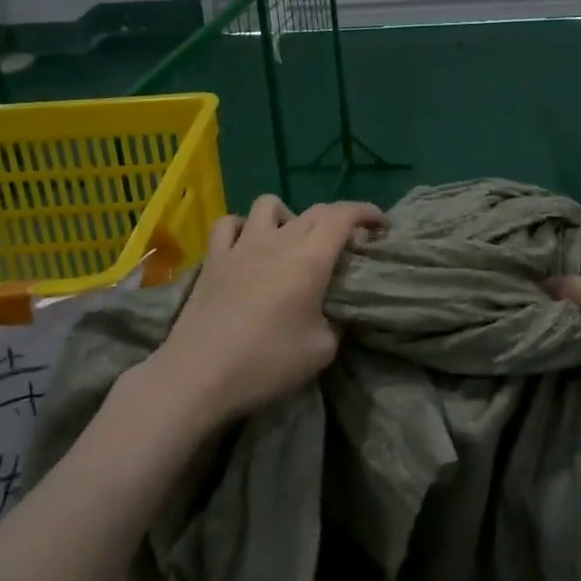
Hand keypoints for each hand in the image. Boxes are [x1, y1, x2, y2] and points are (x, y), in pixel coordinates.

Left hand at [145, 194, 383, 427]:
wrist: (199, 375)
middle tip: (346, 243)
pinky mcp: (213, 258)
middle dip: (337, 219)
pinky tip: (248, 245)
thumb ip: (337, 322)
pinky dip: (244, 227)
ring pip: (270, 204)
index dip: (366, 212)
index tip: (380, 224)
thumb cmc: (266, 362)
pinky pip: (230, 224)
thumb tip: (334, 312)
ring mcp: (242, 245)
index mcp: (311, 258)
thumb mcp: (322, 350)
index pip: (344, 215)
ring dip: (289, 215)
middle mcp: (279, 240)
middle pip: (314, 210)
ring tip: (293, 240)